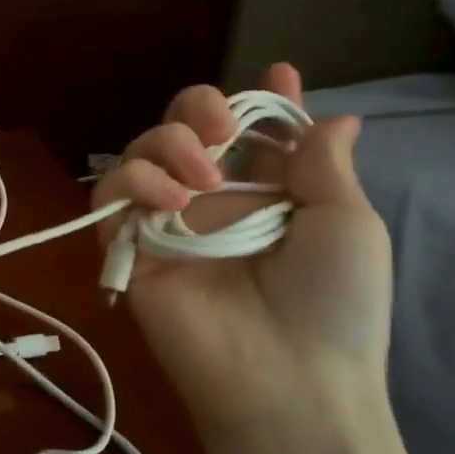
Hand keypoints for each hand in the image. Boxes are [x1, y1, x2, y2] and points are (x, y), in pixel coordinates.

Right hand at [91, 63, 392, 443]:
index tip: (278, 75)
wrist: (289, 378)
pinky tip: (170, 199)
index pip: (251, 136)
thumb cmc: (333, 303)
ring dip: (165, 144)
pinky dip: (131, 181)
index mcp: (264, 196)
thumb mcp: (347, 225)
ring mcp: (165, 225)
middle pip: (181, 130)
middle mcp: (209, 203)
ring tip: (200, 178)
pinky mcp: (128, 250)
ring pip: (137, 154)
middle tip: (220, 127)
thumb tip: (335, 118)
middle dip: (197, 108)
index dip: (261, 103)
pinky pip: (108, 198)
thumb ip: (324, 166)